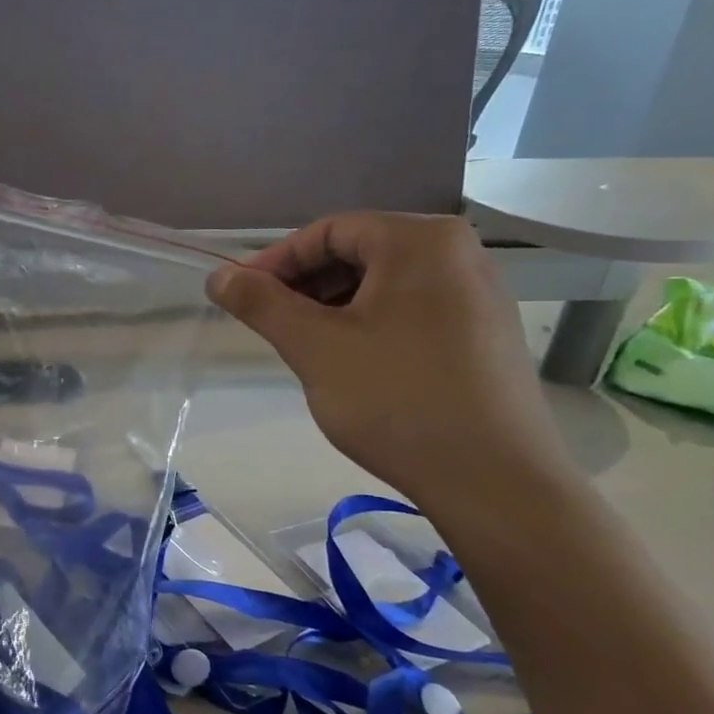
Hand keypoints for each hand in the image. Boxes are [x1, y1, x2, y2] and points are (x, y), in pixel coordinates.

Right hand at [206, 213, 573, 509]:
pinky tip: (353, 366)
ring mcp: (480, 293)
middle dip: (306, 286)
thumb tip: (218, 276)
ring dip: (334, 308)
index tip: (242, 298)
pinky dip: (370, 325)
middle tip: (273, 327)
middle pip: (358, 253)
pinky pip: (412, 309)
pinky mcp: (485, 332)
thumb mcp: (314, 347)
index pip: (328, 231)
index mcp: (421, 240)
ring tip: (308, 350)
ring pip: (383, 284)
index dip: (276, 262)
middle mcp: (459, 253)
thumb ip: (261, 303)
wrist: (496, 482)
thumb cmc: (397, 399)